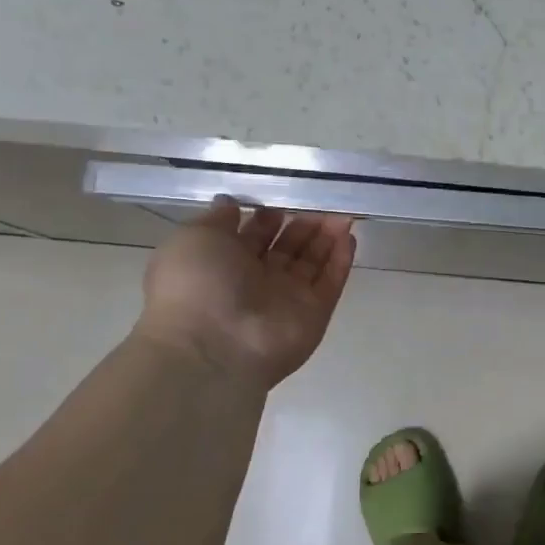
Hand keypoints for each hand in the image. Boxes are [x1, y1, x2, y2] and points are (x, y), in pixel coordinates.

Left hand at [134, 200, 355, 388]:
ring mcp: (287, 300)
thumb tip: (230, 203)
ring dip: (326, 237)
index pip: (253, 236)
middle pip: (286, 248)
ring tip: (341, 212)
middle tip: (320, 201)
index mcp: (222, 264)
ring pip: (311, 262)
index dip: (268, 216)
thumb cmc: (196, 285)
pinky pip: (330, 283)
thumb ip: (218, 219)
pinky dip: (341, 261)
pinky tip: (349, 236)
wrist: (213, 347)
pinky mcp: (314, 314)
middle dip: (302, 224)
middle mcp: (255, 282)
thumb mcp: (195, 238)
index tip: (284, 196)